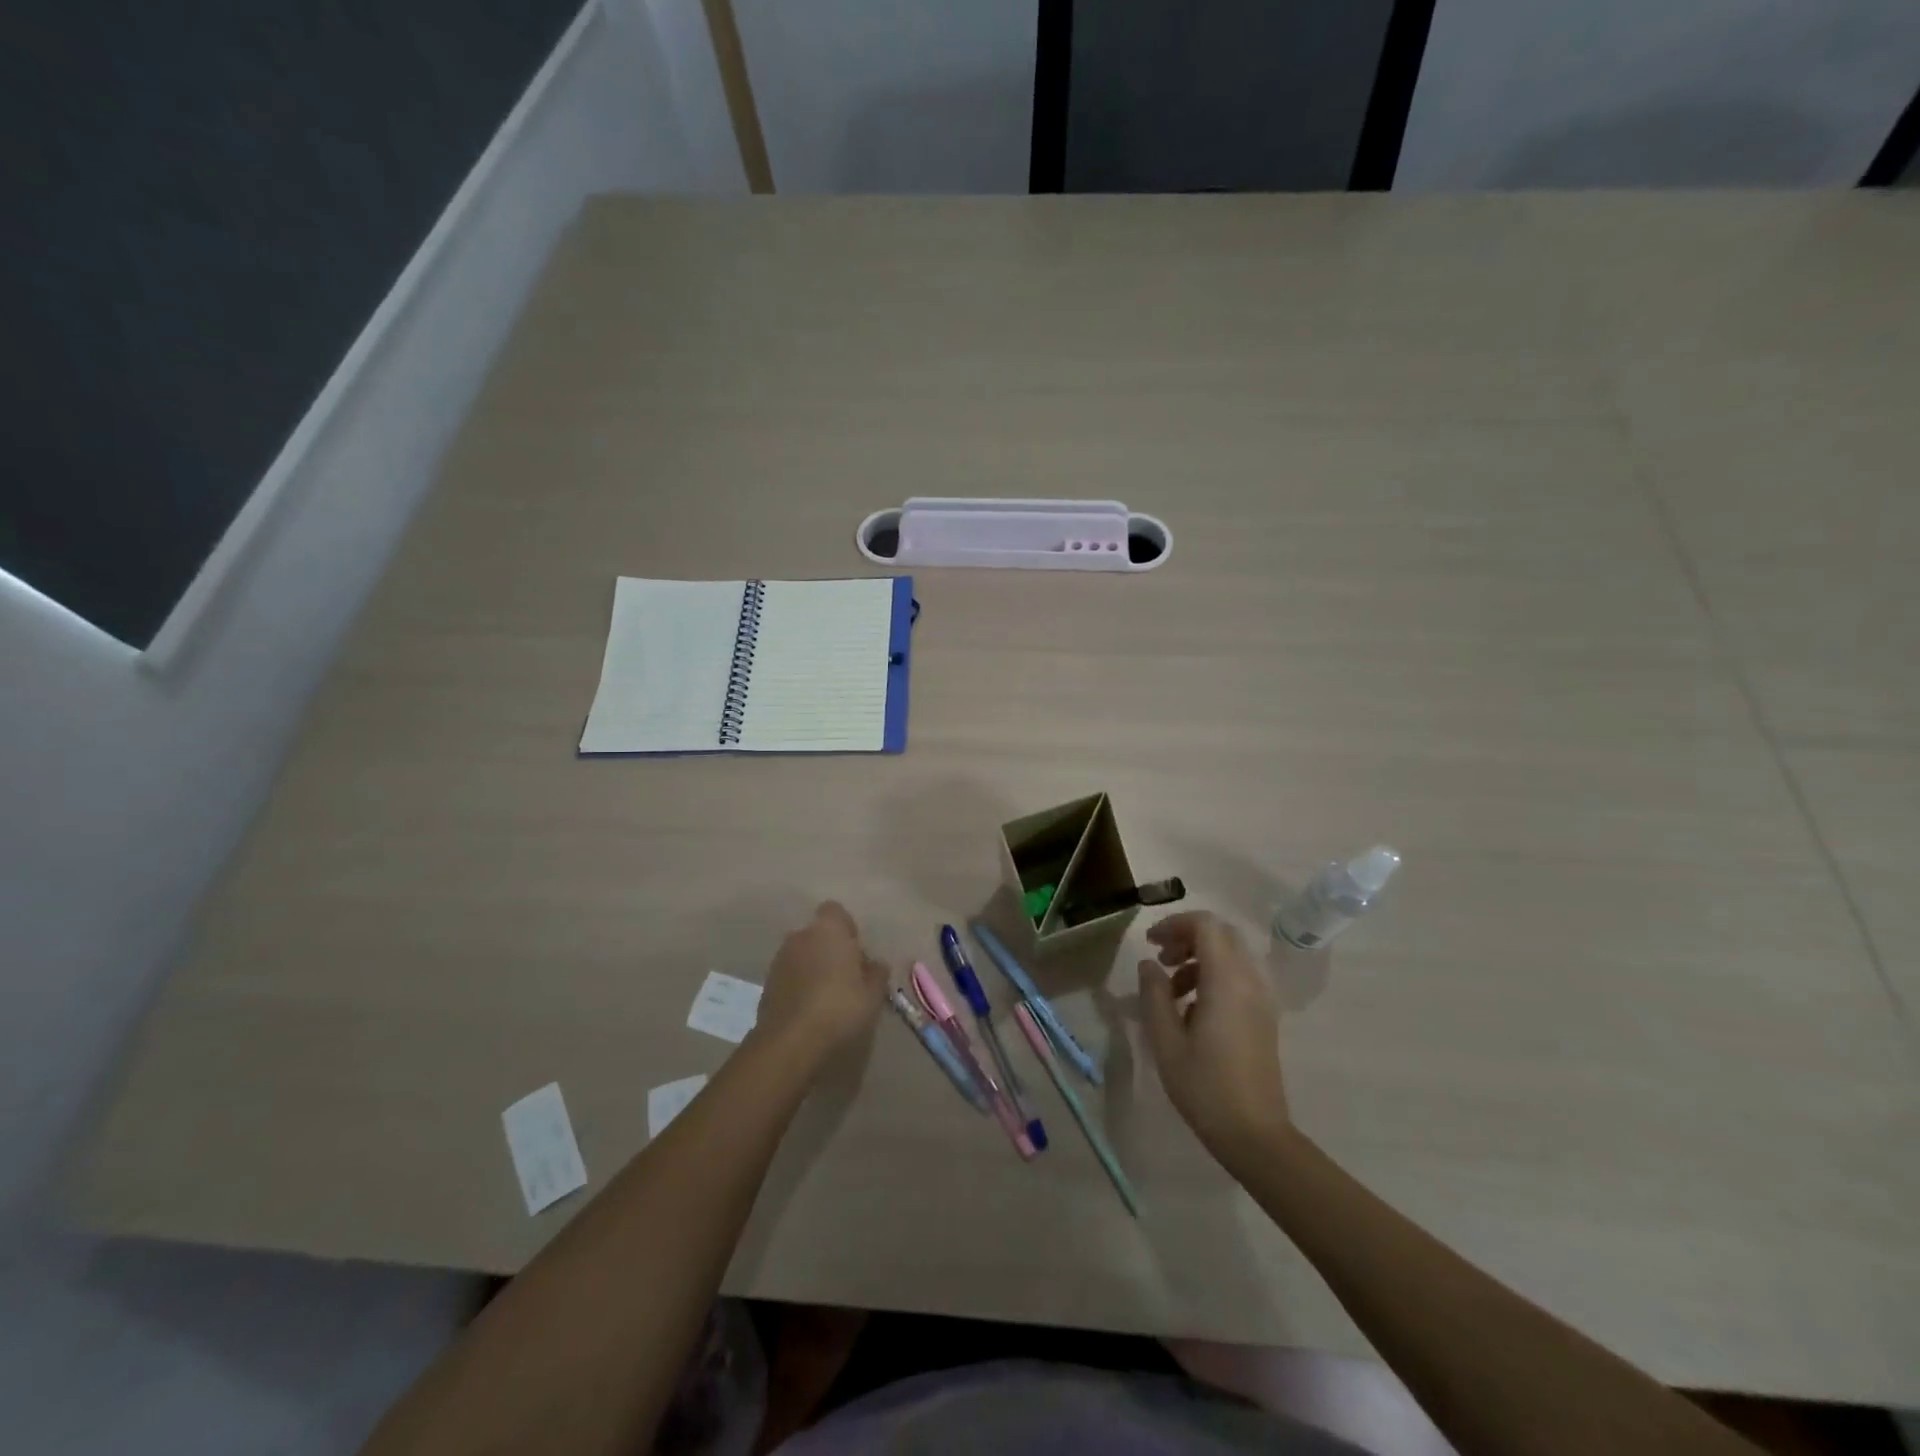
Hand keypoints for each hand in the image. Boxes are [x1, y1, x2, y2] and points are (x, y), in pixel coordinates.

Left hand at [754, 902, 888, 1064]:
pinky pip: (789, 977)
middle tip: (846, 978)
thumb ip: (877, 974)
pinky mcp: (765, 986)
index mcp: (827, 930)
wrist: (790, 1045)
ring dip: (812, 968)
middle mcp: (799, 937)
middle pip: (817, 935)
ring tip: (828, 998)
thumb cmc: (840, 1010)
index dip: (847, 929)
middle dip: (829, 950)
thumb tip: (876, 965)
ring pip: (801, 956)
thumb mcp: (873, 996)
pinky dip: (798, 987)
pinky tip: (810, 1012)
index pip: (836, 912)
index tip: (857, 953)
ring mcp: (778, 961)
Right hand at [1137, 911, 1290, 1164]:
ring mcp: (1262, 999)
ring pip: (1231, 954)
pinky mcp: (1265, 1016)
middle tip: (1161, 960)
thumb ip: (1154, 994)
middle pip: (1221, 934)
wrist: (1255, 1135)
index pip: (1206, 925)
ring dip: (1199, 958)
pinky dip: (1213, 976)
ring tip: (1171, 989)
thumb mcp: (1166, 1040)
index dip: (1175, 924)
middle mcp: (1250, 981)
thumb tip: (1149, 964)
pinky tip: (1192, 1009)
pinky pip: (1239, 976)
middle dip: (1187, 937)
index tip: (1151, 944)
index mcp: (1226, 981)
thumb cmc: (1205, 1087)